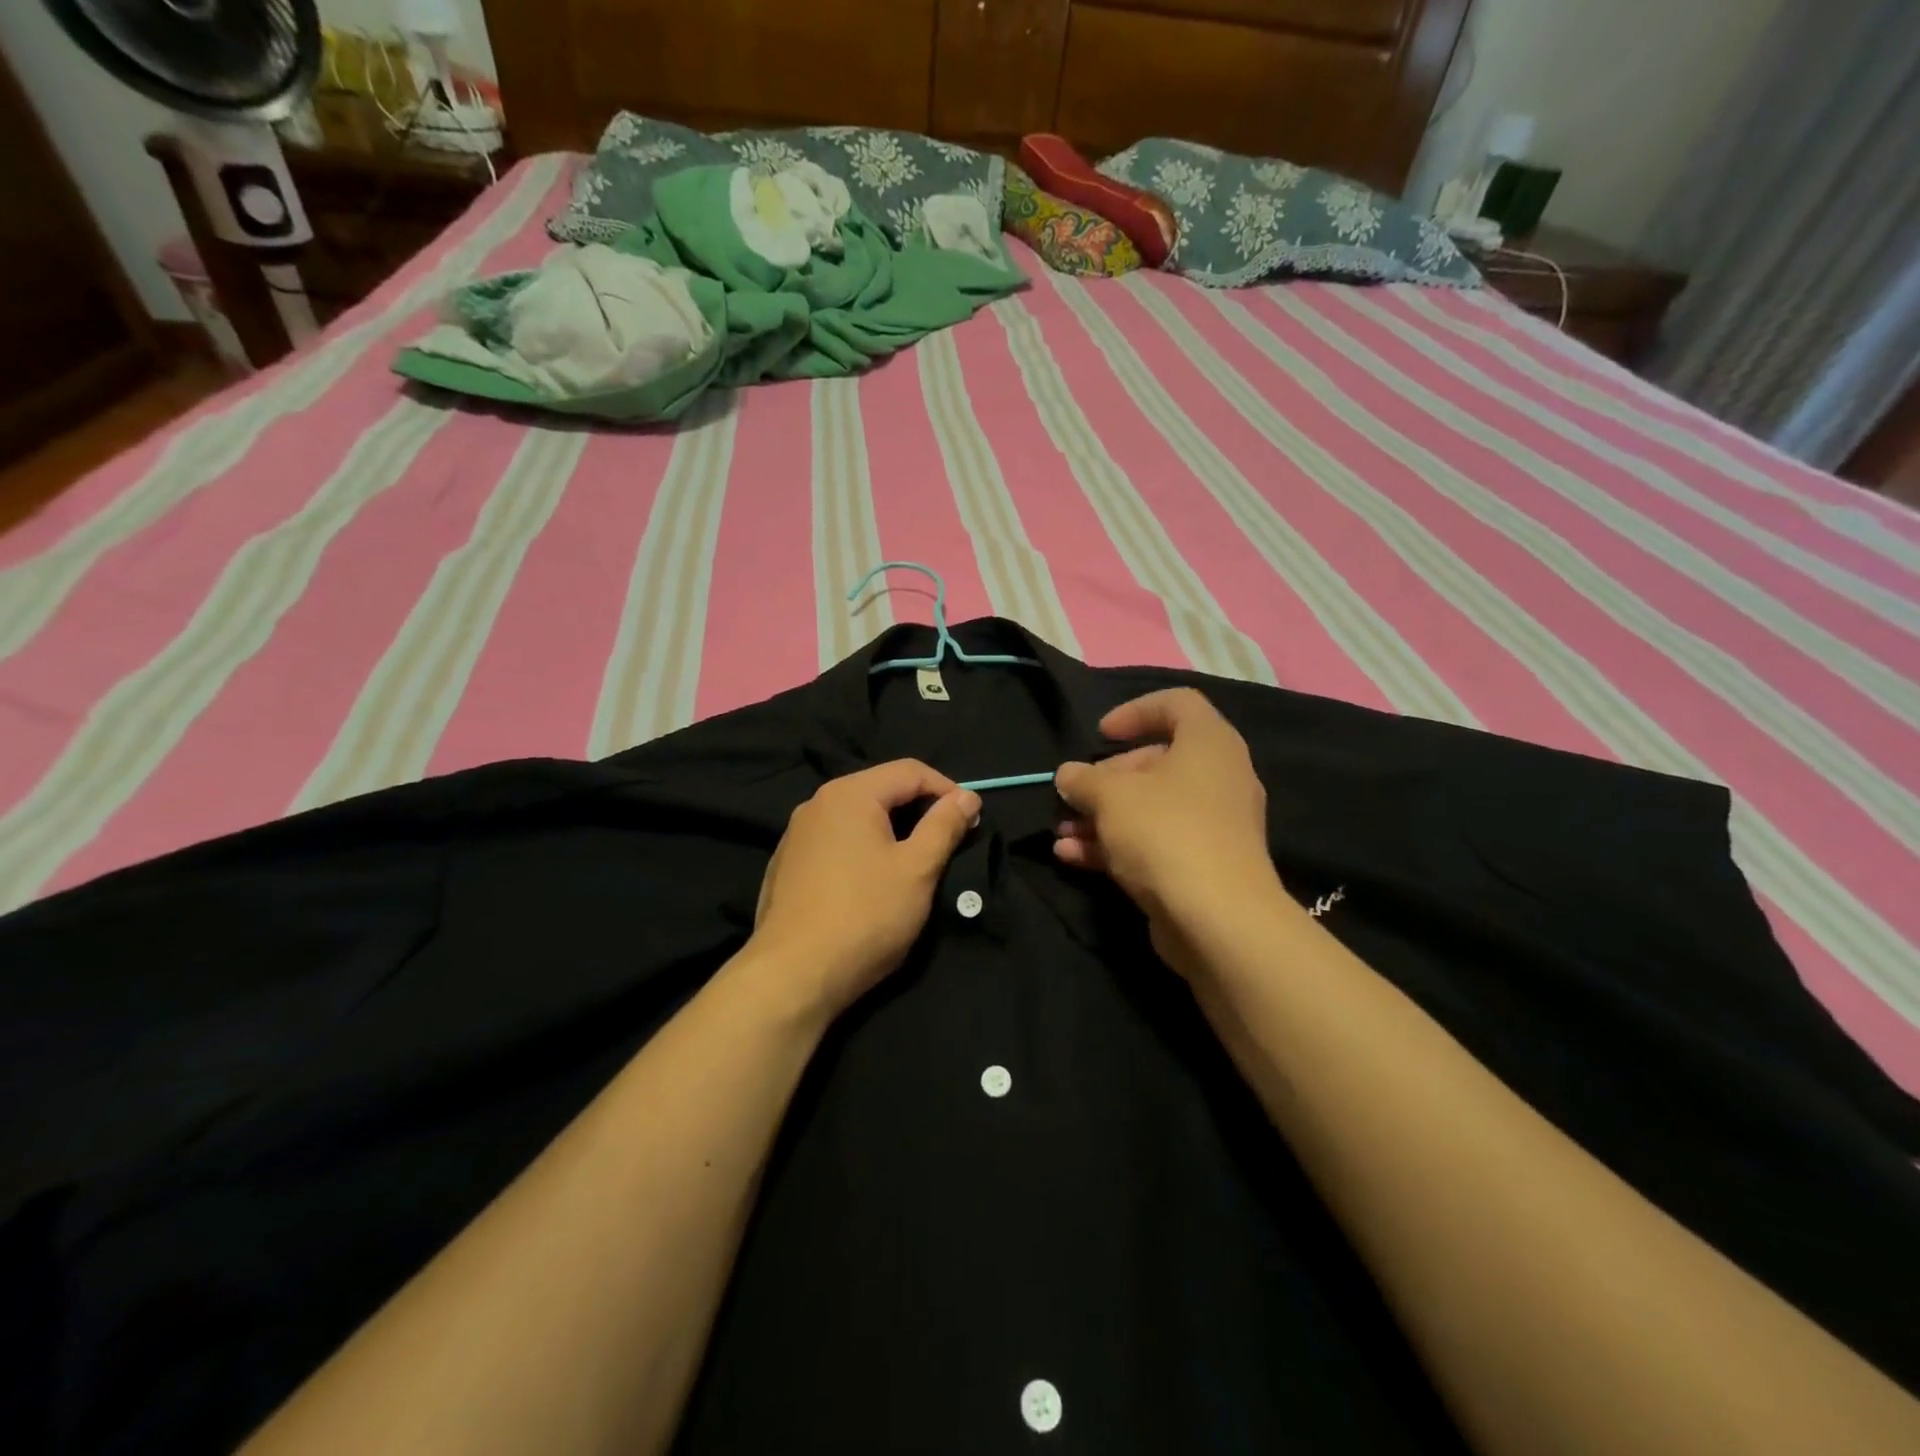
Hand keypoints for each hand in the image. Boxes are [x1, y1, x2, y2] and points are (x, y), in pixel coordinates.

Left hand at [745, 761, 979, 1021]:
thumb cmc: (865, 916)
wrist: (793, 976)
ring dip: (891, 831)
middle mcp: (817, 804)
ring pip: (856, 818)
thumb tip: (967, 797)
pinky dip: (862, 850)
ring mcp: (796, 835)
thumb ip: (944, 826)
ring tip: (914, 863)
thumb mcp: (918, 870)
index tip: (971, 820)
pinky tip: (870, 883)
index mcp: (850, 794)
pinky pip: (835, 842)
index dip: (947, 790)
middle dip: (919, 810)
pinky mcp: (786, 866)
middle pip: (881, 790)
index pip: (910, 771)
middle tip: (948, 841)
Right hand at [1054, 690, 1280, 969]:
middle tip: (1074, 794)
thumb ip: (1083, 779)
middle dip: (1106, 779)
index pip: (1177, 704)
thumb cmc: (1165, 832)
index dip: (1135, 711)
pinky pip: (1154, 842)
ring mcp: (1213, 825)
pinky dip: (1116, 845)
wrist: (1218, 919)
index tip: (1101, 734)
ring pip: (1150, 808)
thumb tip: (1069, 775)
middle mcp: (1218, 778)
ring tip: (1061, 831)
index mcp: (1209, 744)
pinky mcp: (1202, 865)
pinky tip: (1071, 856)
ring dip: (1102, 816)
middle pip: (1156, 762)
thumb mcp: (1111, 796)